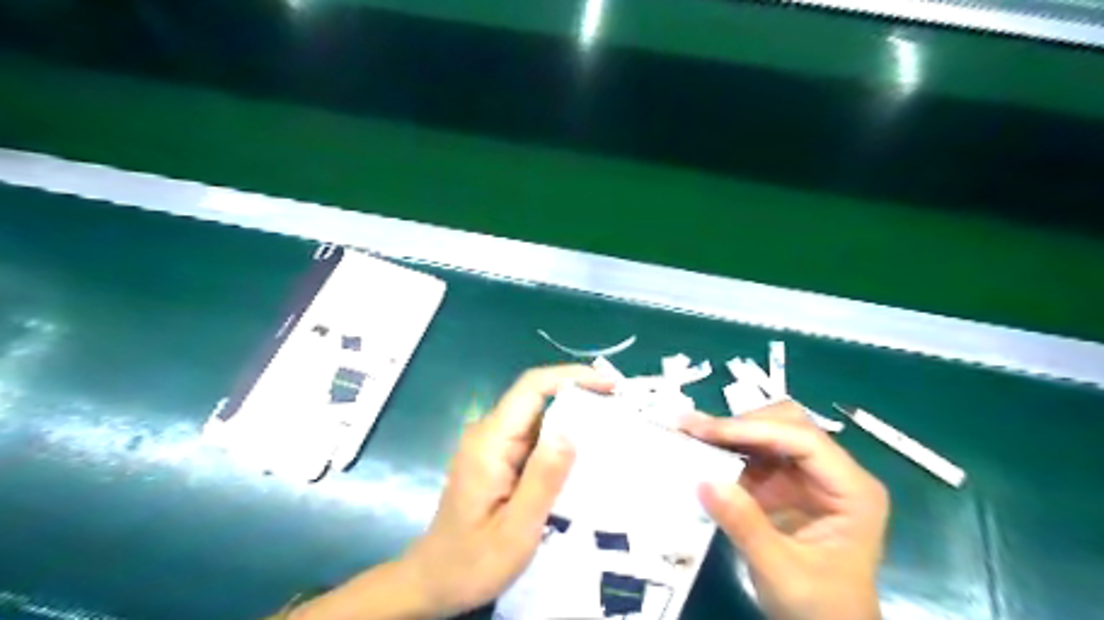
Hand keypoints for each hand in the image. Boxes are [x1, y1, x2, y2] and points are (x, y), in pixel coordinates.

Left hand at [405, 365, 616, 616]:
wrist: (435, 582)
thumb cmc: (473, 561)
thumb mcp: (516, 529)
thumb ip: (543, 479)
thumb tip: (571, 430)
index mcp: (490, 442)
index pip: (531, 388)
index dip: (571, 376)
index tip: (609, 386)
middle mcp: (489, 433)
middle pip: (537, 397)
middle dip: (580, 397)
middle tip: (622, 412)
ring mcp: (491, 444)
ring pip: (538, 417)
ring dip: (574, 420)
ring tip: (613, 433)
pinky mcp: (497, 458)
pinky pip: (533, 437)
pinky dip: (561, 440)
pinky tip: (585, 457)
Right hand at [677, 400, 890, 618]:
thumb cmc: (819, 608)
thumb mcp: (781, 571)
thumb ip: (745, 525)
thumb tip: (703, 480)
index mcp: (853, 490)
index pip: (803, 440)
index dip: (754, 429)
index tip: (707, 431)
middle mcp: (834, 473)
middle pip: (788, 425)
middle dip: (741, 424)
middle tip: (695, 429)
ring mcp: (810, 477)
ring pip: (770, 433)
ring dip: (732, 432)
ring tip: (692, 433)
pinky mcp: (788, 485)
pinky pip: (757, 455)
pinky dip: (730, 451)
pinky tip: (704, 452)